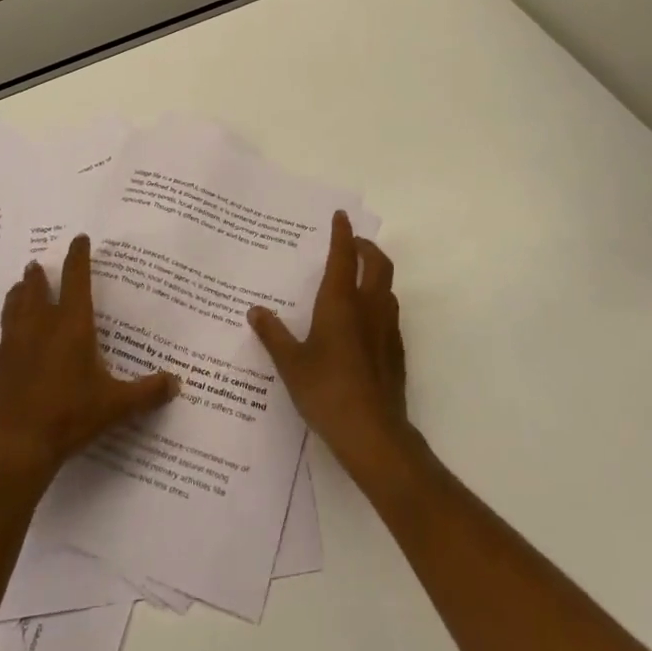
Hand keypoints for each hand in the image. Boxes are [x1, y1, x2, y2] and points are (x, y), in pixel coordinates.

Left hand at [0, 234, 179, 485]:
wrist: (13, 445)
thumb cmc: (68, 416)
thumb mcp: (115, 405)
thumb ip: (146, 392)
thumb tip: (176, 382)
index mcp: (72, 325)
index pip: (76, 280)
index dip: (78, 257)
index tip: (79, 239)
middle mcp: (42, 326)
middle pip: (38, 289)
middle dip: (40, 275)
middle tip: (37, 263)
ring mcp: (16, 344)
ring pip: (15, 306)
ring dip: (19, 293)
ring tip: (20, 285)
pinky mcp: (0, 365)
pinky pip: (4, 331)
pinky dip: (9, 320)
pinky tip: (10, 331)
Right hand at [248, 211, 415, 479]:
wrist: (373, 434)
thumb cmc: (326, 391)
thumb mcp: (290, 363)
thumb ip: (273, 334)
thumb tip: (255, 311)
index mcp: (340, 302)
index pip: (344, 255)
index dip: (343, 233)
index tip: (341, 216)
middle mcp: (368, 307)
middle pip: (377, 263)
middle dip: (366, 247)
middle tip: (352, 244)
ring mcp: (387, 329)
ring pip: (387, 287)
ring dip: (375, 274)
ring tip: (356, 280)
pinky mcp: (396, 351)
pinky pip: (390, 314)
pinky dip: (379, 304)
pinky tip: (364, 323)